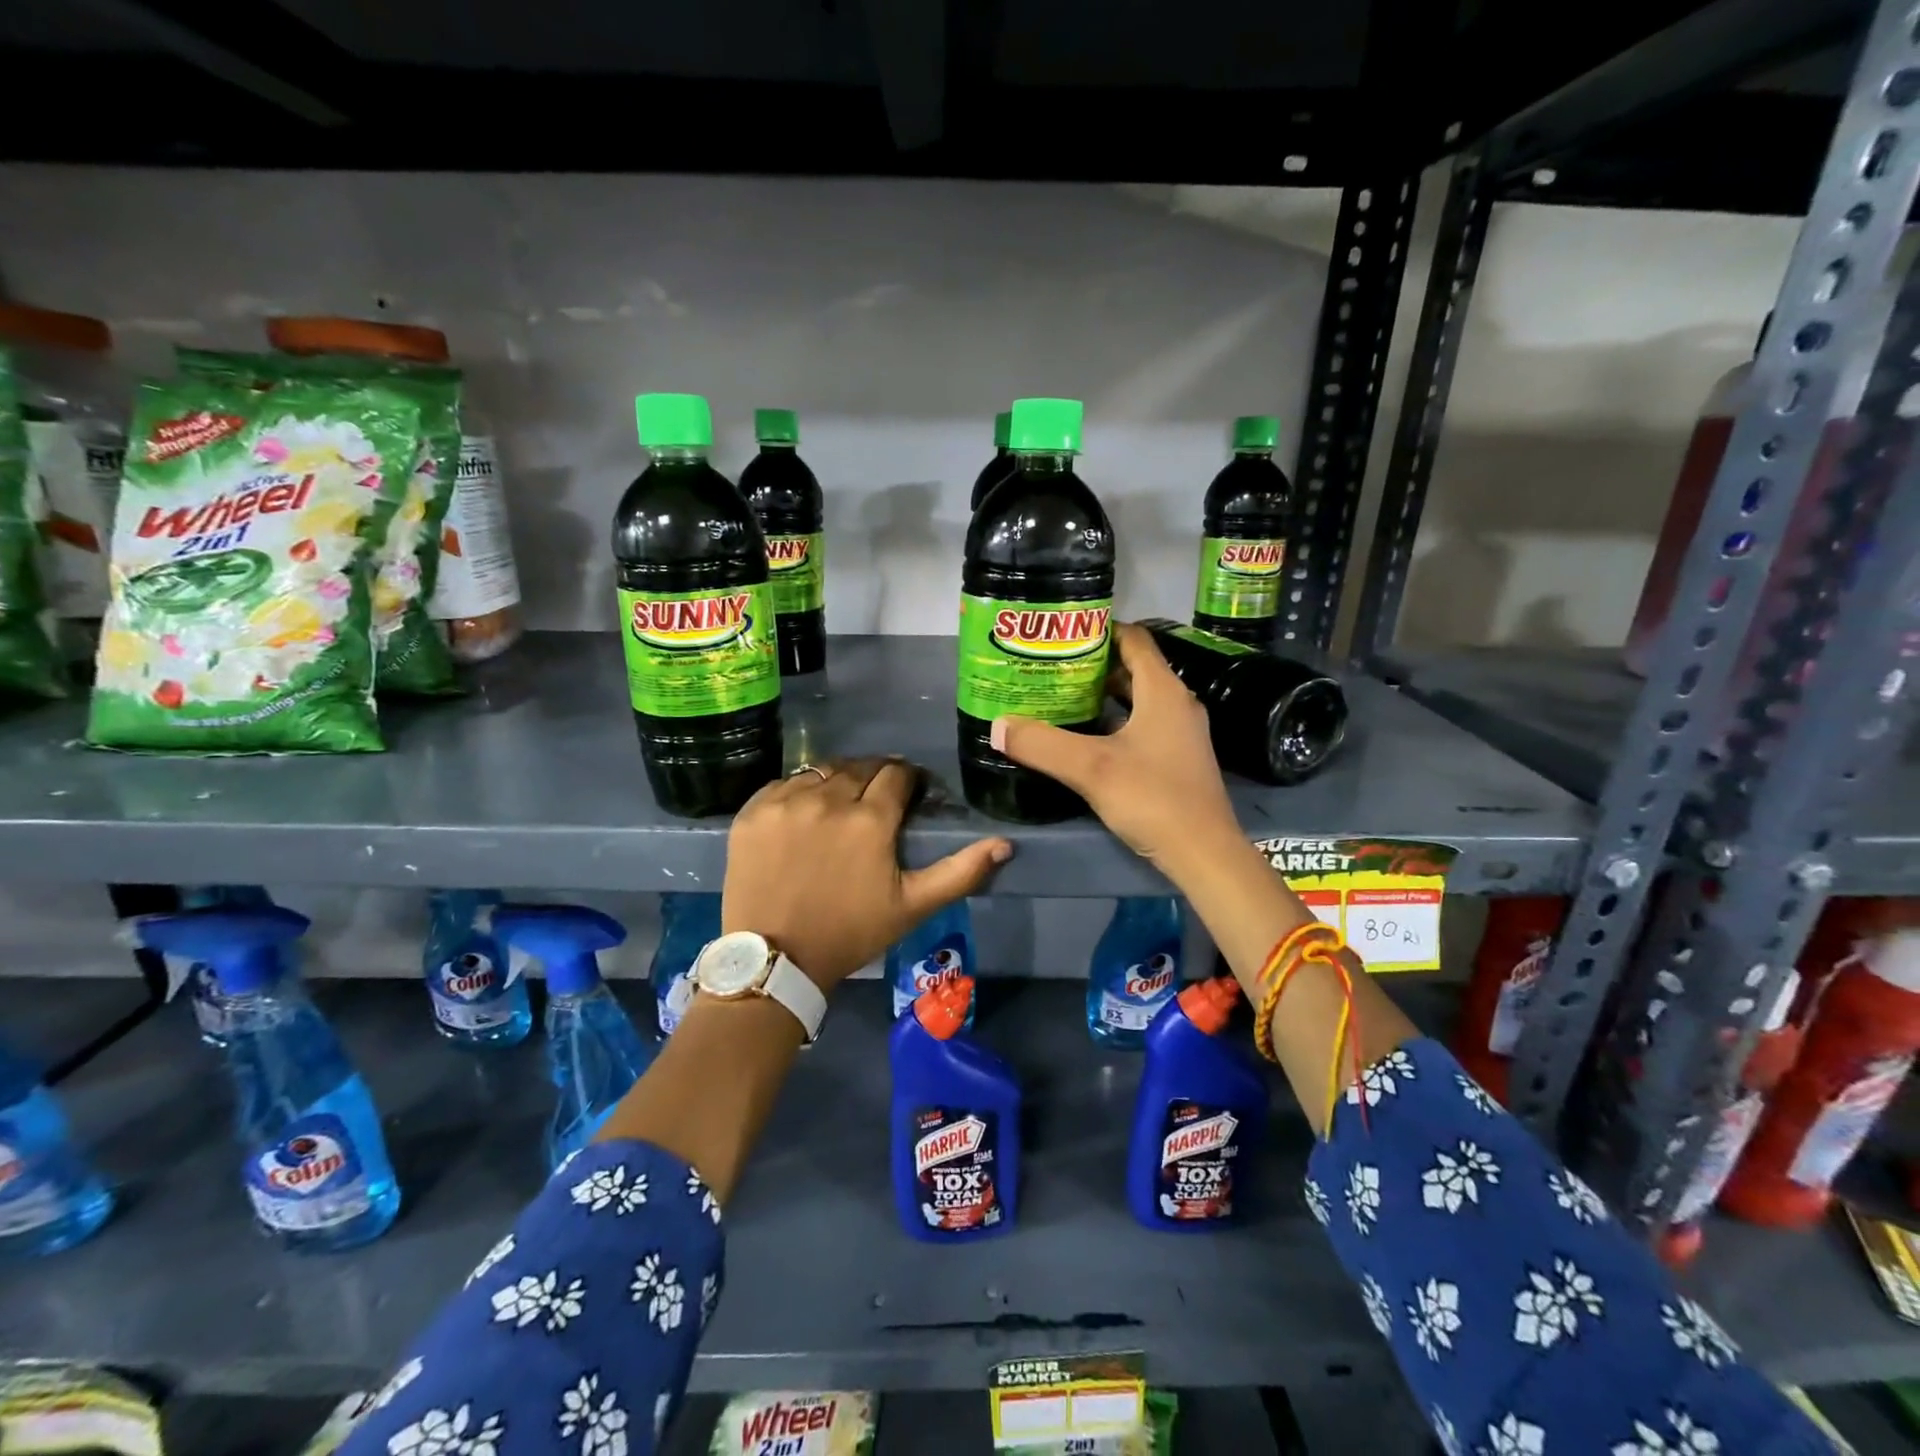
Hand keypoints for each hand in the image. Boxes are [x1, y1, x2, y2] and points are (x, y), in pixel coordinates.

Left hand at [722, 758, 1012, 989]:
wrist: (776, 960)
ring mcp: (786, 802)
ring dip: (838, 780)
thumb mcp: (913, 906)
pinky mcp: (753, 811)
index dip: (908, 780)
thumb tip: (1005, 844)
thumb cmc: (851, 933)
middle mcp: (828, 799)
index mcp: (870, 819)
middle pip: (860, 767)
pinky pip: (784, 784)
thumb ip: (961, 872)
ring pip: (822, 771)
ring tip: (840, 803)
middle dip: (875, 776)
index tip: (909, 793)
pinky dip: (800, 791)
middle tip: (876, 799)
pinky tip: (804, 813)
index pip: (897, 774)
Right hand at [992, 623, 1241, 879]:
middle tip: (1050, 667)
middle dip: (1093, 665)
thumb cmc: (1153, 798)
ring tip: (1060, 697)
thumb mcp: (1090, 768)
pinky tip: (1086, 738)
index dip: (1100, 630)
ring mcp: (1180, 733)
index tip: (1061, 632)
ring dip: (1103, 696)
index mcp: (1163, 690)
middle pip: (1133, 669)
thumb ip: (1042, 744)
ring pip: (1137, 700)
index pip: (1134, 639)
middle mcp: (1176, 703)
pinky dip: (1114, 722)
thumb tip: (997, 726)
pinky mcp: (1177, 759)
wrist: (1204, 853)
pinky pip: (1142, 725)